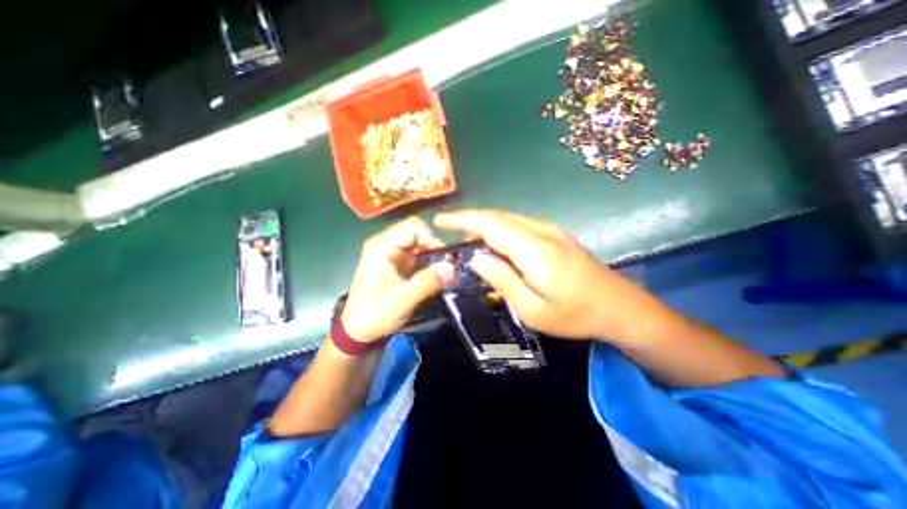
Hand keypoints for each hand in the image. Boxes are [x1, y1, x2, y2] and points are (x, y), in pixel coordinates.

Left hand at [341, 216, 452, 344]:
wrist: (358, 331)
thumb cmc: (374, 315)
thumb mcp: (402, 301)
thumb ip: (426, 282)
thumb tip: (452, 267)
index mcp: (381, 248)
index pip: (412, 227)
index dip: (431, 239)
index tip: (442, 259)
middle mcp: (386, 245)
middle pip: (418, 234)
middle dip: (434, 249)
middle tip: (445, 268)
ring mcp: (392, 253)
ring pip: (420, 244)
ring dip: (433, 257)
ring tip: (442, 274)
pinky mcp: (397, 263)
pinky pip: (418, 256)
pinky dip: (429, 264)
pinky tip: (434, 277)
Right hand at [431, 209, 663, 339]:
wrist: (619, 306)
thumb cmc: (574, 315)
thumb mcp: (532, 309)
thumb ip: (502, 280)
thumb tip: (477, 258)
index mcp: (535, 250)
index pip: (490, 225)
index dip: (462, 220)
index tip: (440, 220)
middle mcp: (542, 231)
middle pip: (497, 217)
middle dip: (469, 219)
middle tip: (448, 230)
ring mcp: (550, 229)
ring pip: (507, 218)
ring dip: (483, 224)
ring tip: (464, 238)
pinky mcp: (554, 233)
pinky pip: (518, 224)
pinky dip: (498, 228)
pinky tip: (491, 241)